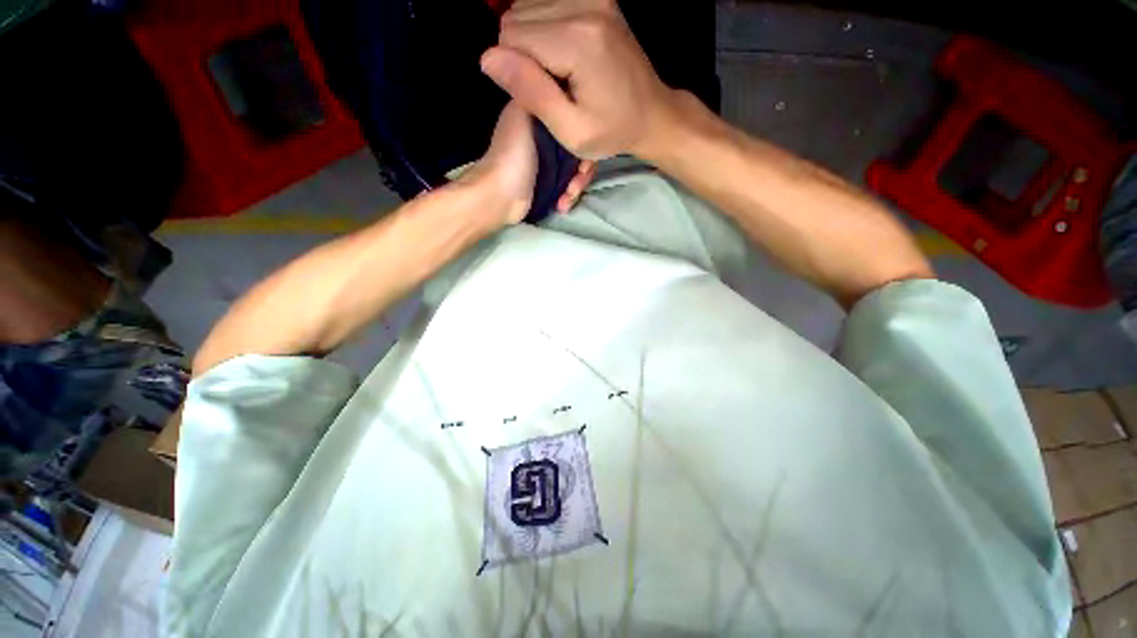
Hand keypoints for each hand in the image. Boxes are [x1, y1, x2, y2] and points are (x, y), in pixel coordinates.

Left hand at [465, 101, 597, 221]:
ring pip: (578, 168)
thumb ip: (547, 95)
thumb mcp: (528, 114)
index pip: (576, 117)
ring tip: (567, 196)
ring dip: (576, 185)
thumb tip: (569, 89)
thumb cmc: (514, 155)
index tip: (587, 149)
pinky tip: (562, 205)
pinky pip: (570, 185)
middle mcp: (548, 136)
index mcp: (541, 115)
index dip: (586, 133)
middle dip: (583, 167)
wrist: (501, 195)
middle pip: (580, 146)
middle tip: (577, 179)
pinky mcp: (551, 182)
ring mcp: (550, 161)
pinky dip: (569, 195)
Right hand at [480, 0, 676, 160]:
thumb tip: (487, 58)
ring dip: (532, 41)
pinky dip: (545, 28)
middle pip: (516, 17)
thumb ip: (531, 93)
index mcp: (577, 41)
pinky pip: (545, 2)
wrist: (651, 114)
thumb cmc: (611, 131)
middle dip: (522, 55)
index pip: (510, 37)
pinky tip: (563, 53)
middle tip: (551, 87)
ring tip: (560, 72)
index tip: (541, 96)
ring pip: (526, 7)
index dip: (516, 72)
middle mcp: (584, 4)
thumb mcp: (571, 131)